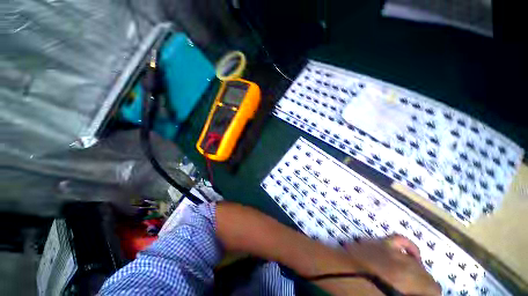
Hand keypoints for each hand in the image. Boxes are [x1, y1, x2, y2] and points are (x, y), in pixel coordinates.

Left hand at [344, 234, 441, 295]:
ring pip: (417, 263)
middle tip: (410, 292)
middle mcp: (407, 268)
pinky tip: (412, 254)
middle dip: (423, 289)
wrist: (337, 272)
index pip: (434, 291)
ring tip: (410, 281)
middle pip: (428, 278)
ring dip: (418, 272)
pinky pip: (401, 241)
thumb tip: (412, 290)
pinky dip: (409, 247)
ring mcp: (394, 253)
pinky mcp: (382, 243)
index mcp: (410, 285)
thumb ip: (403, 293)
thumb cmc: (359, 292)